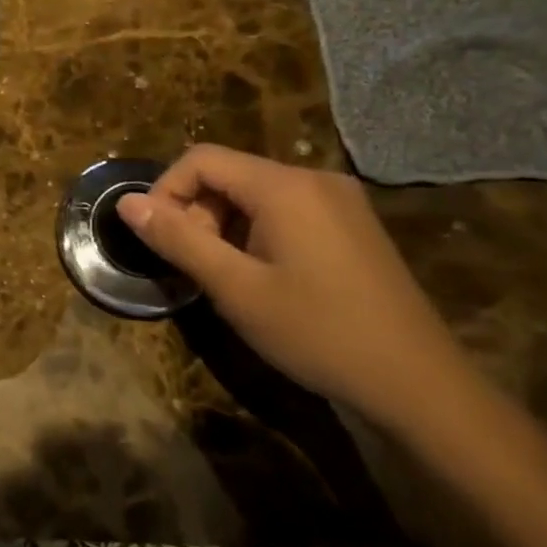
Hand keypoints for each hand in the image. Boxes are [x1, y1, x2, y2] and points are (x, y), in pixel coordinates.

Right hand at [117, 145, 472, 430]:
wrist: (420, 387)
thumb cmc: (318, 333)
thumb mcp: (235, 288)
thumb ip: (177, 239)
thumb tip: (126, 204)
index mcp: (285, 186)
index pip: (201, 159)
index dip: (166, 191)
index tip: (156, 238)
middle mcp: (314, 179)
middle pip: (229, 174)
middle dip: (197, 211)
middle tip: (194, 265)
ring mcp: (340, 201)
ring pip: (255, 193)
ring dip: (225, 225)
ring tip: (226, 276)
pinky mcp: (353, 226)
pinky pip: (286, 210)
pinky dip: (256, 232)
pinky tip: (263, 276)